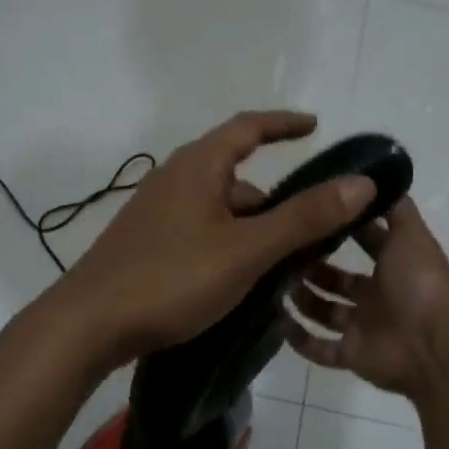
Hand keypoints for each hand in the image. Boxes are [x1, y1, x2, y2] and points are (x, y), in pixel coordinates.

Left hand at [53, 110, 374, 368]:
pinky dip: (229, 242)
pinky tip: (241, 278)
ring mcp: (157, 212)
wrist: (87, 324)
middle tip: (313, 226)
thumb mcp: (246, 249)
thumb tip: (361, 183)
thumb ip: (303, 218)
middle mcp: (175, 178)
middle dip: (276, 197)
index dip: (284, 124)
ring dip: (253, 226)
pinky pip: (201, 230)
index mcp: (198, 166)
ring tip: (284, 263)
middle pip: (236, 174)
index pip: (248, 127)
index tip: (315, 126)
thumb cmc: (171, 278)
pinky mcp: (147, 242)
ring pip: (219, 208)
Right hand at [283, 199, 448, 401]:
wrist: (434, 346)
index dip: (340, 228)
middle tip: (282, 249)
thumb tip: (377, 178)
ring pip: (325, 311)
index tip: (309, 212)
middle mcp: (377, 296)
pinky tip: (277, 320)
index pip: (364, 242)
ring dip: (303, 299)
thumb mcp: (411, 234)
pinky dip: (300, 339)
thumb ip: (396, 208)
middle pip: (338, 279)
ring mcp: (363, 327)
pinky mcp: (351, 355)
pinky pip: (320, 349)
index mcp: (393, 266)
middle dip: (313, 266)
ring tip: (275, 281)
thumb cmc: (420, 283)